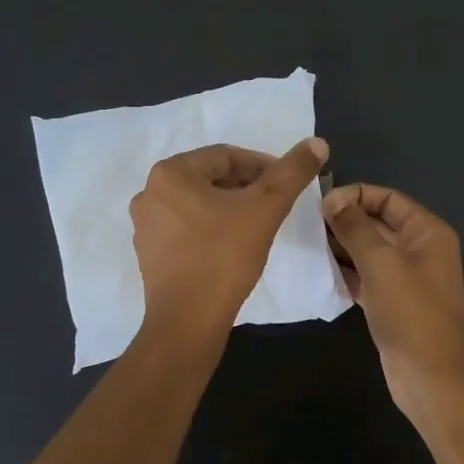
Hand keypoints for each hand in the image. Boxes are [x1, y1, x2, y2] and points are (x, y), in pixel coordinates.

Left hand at [130, 138, 329, 341]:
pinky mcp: (149, 254)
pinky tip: (232, 247)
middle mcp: (150, 193)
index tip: (286, 184)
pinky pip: (186, 228)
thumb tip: (318, 142)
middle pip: (210, 178)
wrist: (188, 321)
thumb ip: (292, 172)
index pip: (226, 156)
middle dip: (246, 186)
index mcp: (171, 173)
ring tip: (258, 225)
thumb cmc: (224, 257)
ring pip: (198, 204)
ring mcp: (146, 226)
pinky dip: (211, 228)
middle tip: (275, 204)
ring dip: (229, 207)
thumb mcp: (265, 208)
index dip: (262, 166)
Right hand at [322, 183, 463, 422]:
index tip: (319, 205)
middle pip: (377, 222)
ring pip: (368, 250)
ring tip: (307, 244)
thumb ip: (356, 228)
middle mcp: (419, 249)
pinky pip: (365, 275)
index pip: (388, 198)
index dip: (355, 195)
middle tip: (305, 225)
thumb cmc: (411, 315)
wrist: (431, 380)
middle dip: (345, 219)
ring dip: (341, 245)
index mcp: (427, 232)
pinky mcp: (391, 302)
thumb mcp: (382, 264)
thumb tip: (333, 200)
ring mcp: (405, 277)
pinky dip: (345, 270)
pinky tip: (319, 269)